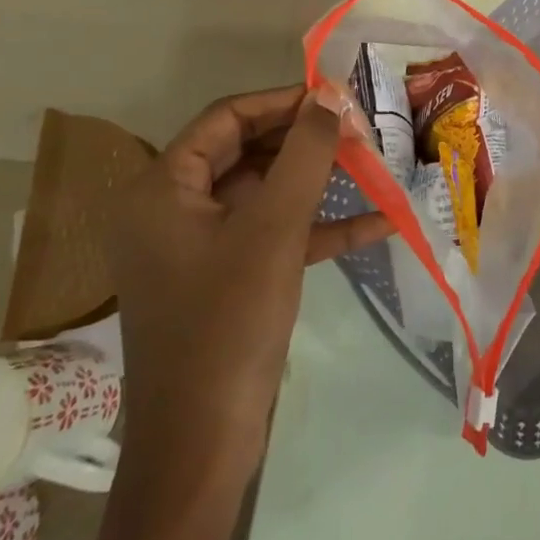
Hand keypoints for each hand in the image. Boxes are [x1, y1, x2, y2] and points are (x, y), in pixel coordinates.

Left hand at [107, 83, 391, 454]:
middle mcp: (172, 210)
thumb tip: (329, 96)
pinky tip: (377, 223)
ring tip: (374, 165)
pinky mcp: (225, 279)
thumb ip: (305, 153)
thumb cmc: (228, 321)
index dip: (284, 101)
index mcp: (162, 189)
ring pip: (264, 193)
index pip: (226, 118)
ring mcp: (198, 247)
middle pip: (246, 152)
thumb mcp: (274, 228)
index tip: (338, 96)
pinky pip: (272, 236)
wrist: (202, 443)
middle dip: (306, 140)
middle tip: (362, 130)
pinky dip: (317, 228)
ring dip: (317, 181)